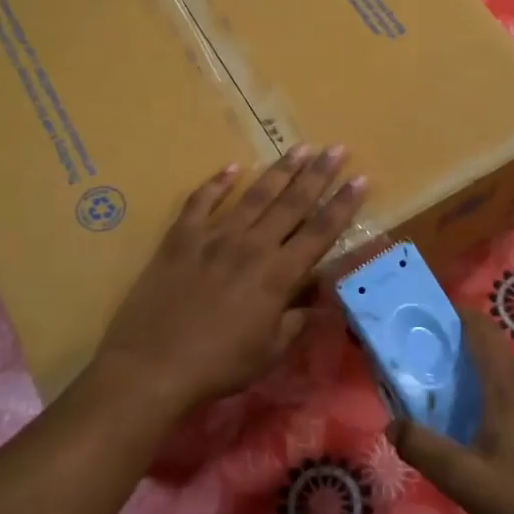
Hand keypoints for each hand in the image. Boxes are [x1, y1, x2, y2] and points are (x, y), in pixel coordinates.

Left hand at [89, 146, 365, 418]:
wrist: (152, 366)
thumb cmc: (218, 365)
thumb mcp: (270, 351)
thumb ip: (296, 320)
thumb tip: (318, 300)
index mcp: (279, 275)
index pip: (321, 232)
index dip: (343, 204)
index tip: (361, 179)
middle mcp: (252, 246)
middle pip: (293, 203)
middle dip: (319, 174)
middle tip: (337, 148)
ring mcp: (214, 237)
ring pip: (255, 195)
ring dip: (280, 170)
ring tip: (300, 147)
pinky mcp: (181, 237)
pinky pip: (201, 201)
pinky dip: (217, 183)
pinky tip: (232, 168)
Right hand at [391, 314, 513, 513]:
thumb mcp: (465, 482)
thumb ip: (424, 450)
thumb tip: (392, 425)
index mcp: (508, 385)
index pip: (481, 328)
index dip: (455, 315)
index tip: (427, 319)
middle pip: (491, 350)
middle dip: (458, 352)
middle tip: (426, 372)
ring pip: (508, 373)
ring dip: (480, 377)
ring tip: (451, 403)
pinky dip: (500, 395)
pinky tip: (489, 430)